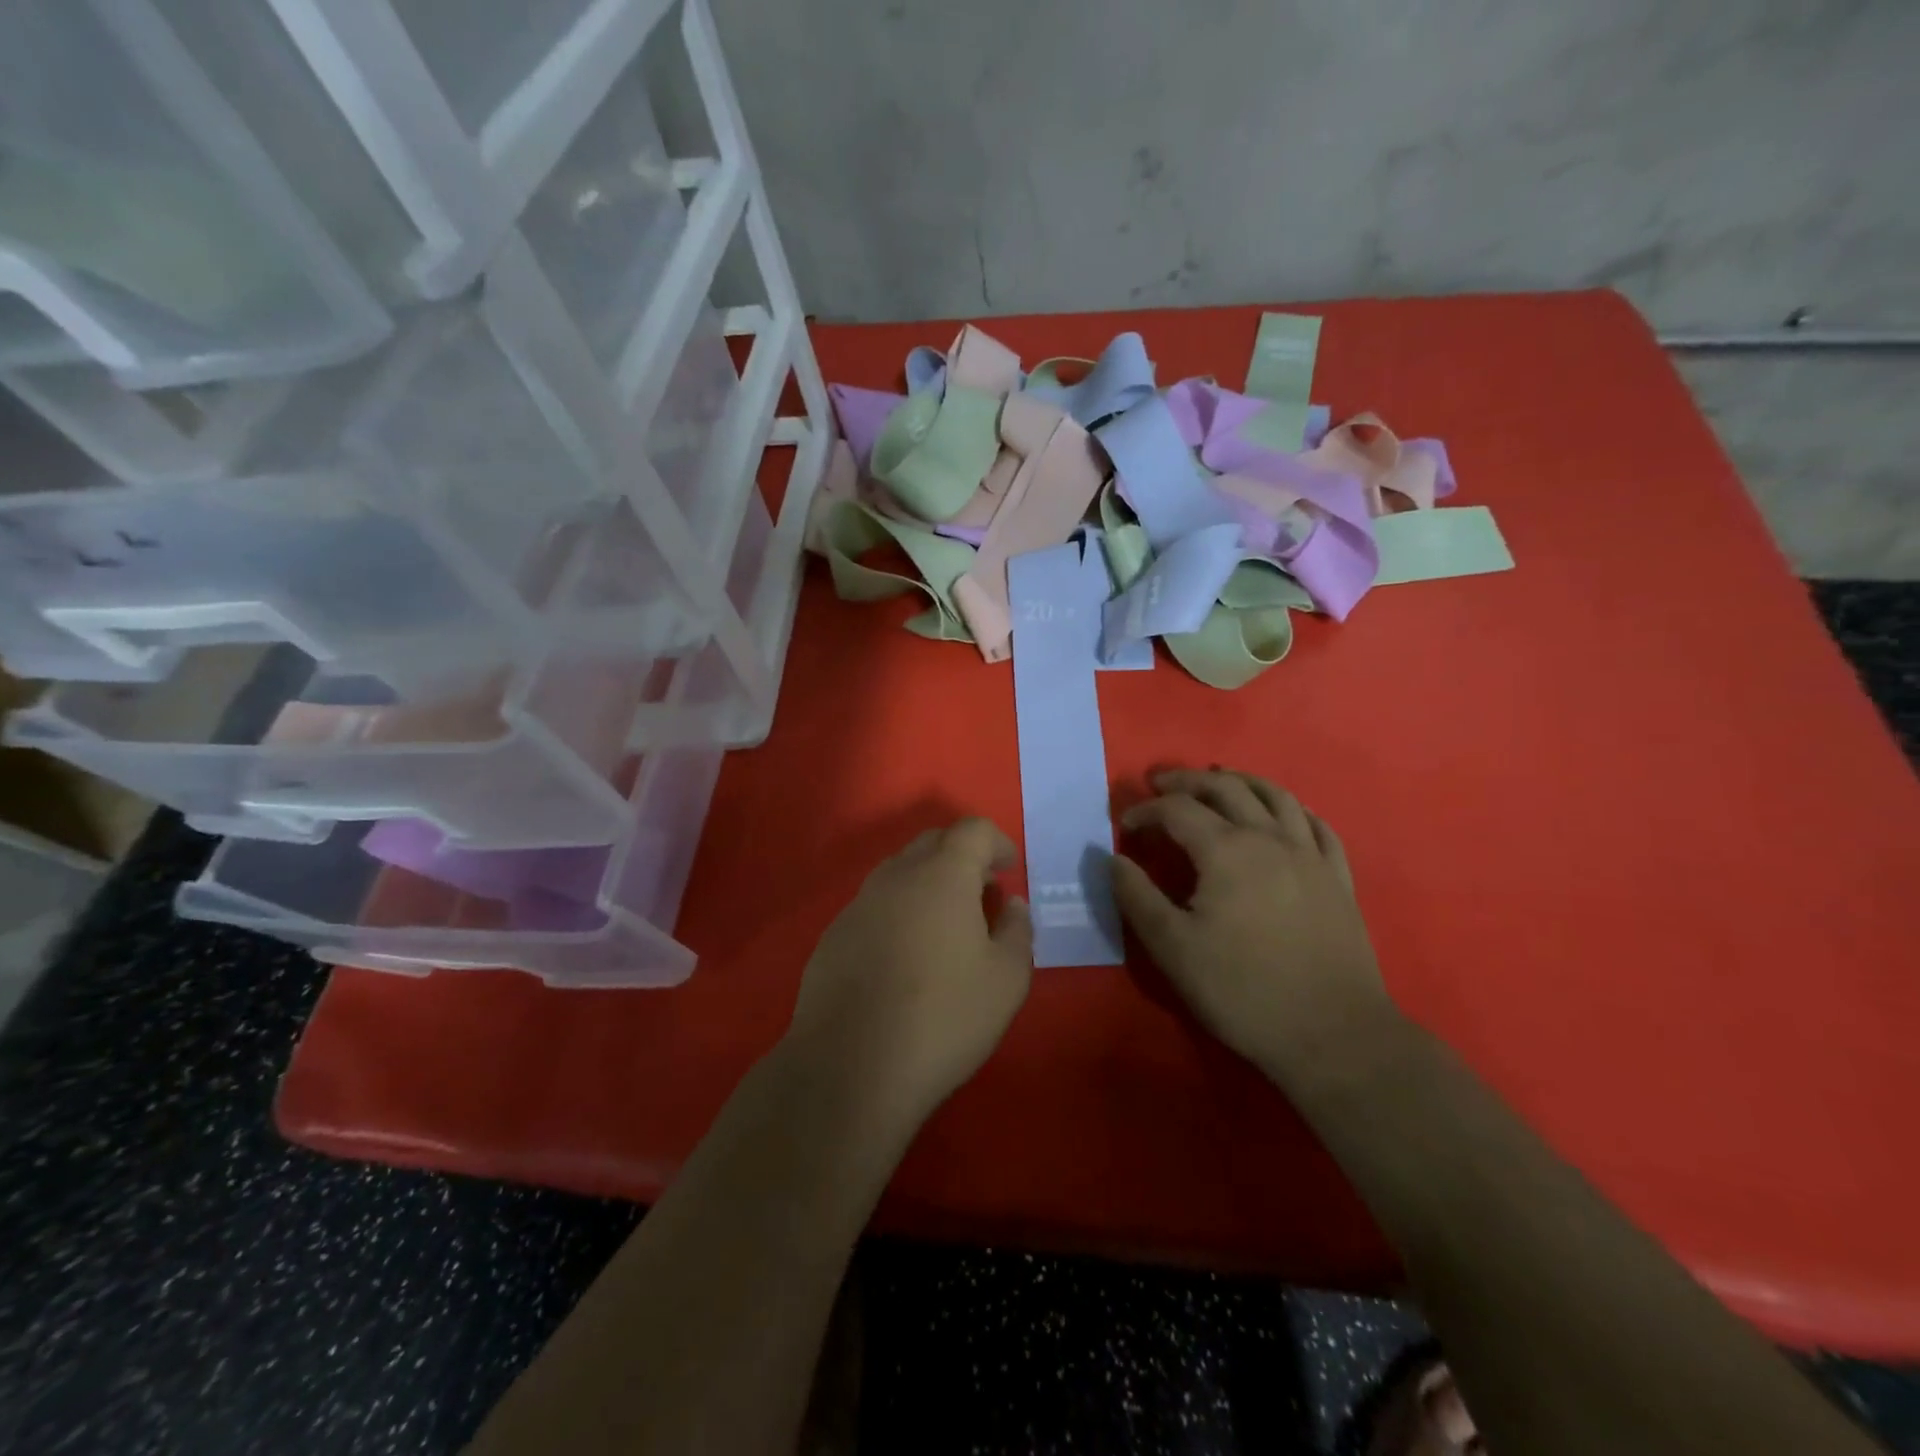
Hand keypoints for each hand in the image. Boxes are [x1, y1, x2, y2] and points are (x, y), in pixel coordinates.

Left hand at [785, 819, 1032, 1126]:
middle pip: (932, 843)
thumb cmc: (943, 1019)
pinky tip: (904, 961)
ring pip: (899, 873)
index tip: (1008, 870)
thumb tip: (1010, 905)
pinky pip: (874, 907)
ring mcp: (858, 905)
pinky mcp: (832, 936)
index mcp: (941, 876)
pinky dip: (898, 914)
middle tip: (982, 897)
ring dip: (928, 885)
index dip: (996, 842)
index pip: (972, 830)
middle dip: (962, 858)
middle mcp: (895, 877)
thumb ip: (1017, 931)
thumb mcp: (1006, 981)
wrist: (849, 1069)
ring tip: (945, 930)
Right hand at [1110, 768, 1398, 1089]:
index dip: (1146, 810)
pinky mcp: (1337, 877)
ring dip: (1240, 781)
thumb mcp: (1172, 948)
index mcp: (1226, 850)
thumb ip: (1136, 896)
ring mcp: (1310, 855)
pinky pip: (1317, 825)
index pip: (1177, 810)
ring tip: (1218, 780)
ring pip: (1275, 795)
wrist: (1333, 1034)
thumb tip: (1111, 858)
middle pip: (1226, 788)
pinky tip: (1283, 814)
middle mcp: (1269, 838)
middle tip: (1160, 783)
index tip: (1125, 825)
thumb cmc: (1243, 990)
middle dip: (1187, 781)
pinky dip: (1292, 808)